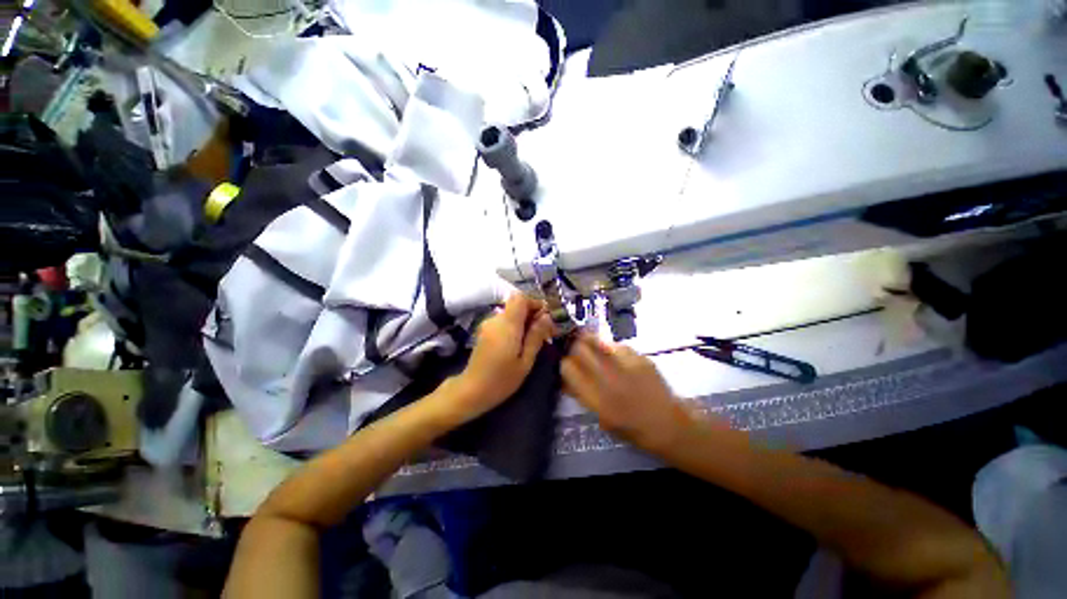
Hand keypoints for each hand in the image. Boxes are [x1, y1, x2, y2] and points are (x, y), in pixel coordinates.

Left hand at [450, 293, 554, 419]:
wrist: (471, 390)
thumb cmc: (502, 379)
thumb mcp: (525, 361)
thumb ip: (536, 336)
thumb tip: (547, 317)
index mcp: (507, 324)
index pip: (521, 298)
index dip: (535, 303)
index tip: (546, 318)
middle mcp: (496, 319)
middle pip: (516, 305)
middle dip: (532, 314)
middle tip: (545, 332)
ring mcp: (488, 324)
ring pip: (510, 313)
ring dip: (524, 321)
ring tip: (534, 340)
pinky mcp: (484, 331)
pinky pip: (503, 321)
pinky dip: (514, 326)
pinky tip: (520, 343)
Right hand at [561, 333, 694, 452]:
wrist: (669, 425)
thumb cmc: (632, 428)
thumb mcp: (601, 417)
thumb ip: (581, 395)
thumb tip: (565, 378)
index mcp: (596, 398)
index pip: (568, 367)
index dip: (565, 363)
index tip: (568, 364)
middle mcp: (609, 379)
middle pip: (580, 348)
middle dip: (575, 347)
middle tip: (578, 351)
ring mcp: (626, 365)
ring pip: (597, 341)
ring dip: (592, 343)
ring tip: (596, 351)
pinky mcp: (640, 358)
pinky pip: (618, 345)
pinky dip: (613, 349)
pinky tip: (619, 359)